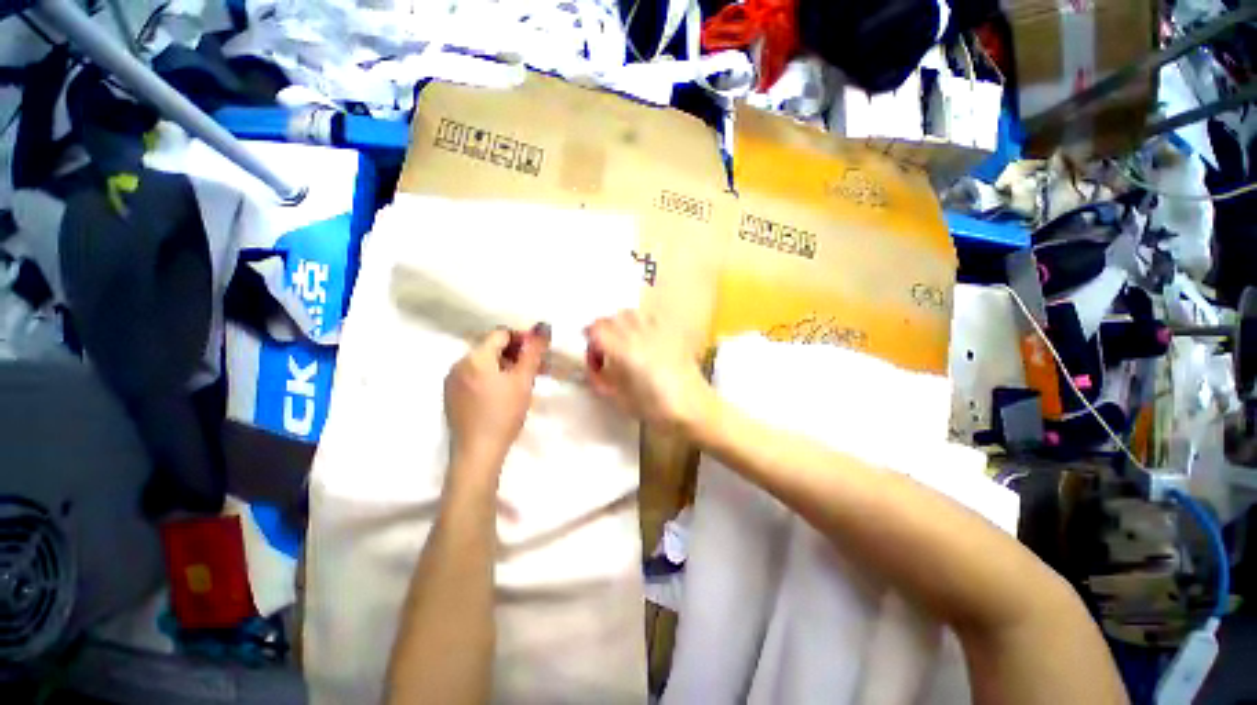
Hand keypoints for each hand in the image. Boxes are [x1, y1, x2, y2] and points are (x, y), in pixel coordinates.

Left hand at [444, 324, 549, 474]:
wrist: (477, 453)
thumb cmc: (503, 414)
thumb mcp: (523, 381)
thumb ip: (534, 351)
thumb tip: (543, 326)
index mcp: (474, 357)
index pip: (501, 334)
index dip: (523, 339)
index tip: (539, 353)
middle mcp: (458, 364)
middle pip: (491, 348)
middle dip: (516, 354)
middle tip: (535, 369)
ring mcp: (452, 381)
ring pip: (484, 363)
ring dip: (505, 366)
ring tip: (523, 382)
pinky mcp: (451, 396)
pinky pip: (475, 377)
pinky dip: (492, 378)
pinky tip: (504, 394)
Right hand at [585, 311, 711, 431]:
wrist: (694, 408)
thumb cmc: (656, 409)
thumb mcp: (620, 400)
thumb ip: (601, 381)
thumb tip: (593, 370)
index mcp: (625, 351)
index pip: (596, 330)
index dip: (588, 340)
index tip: (592, 355)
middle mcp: (639, 335)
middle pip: (611, 318)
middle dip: (601, 330)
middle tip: (602, 348)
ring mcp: (657, 331)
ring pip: (630, 313)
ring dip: (619, 322)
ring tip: (620, 339)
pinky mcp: (671, 333)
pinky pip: (650, 316)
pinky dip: (639, 321)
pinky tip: (641, 336)